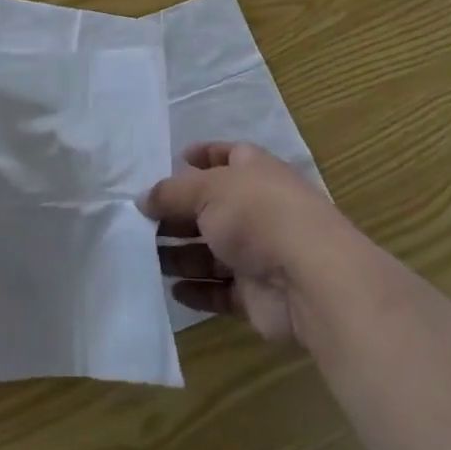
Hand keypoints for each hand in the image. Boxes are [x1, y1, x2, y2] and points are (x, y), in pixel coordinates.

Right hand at [140, 141, 368, 346]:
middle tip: (141, 223)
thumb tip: (143, 198)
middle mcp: (257, 207)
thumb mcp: (206, 189)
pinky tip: (173, 290)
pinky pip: (220, 290)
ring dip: (181, 255)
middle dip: (178, 214)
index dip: (202, 156)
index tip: (175, 161)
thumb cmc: (257, 214)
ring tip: (146, 259)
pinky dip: (198, 290)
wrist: (309, 276)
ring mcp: (259, 252)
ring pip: (212, 251)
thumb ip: (171, 192)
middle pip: (211, 207)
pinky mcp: (257, 294)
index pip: (226, 156)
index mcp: (253, 171)